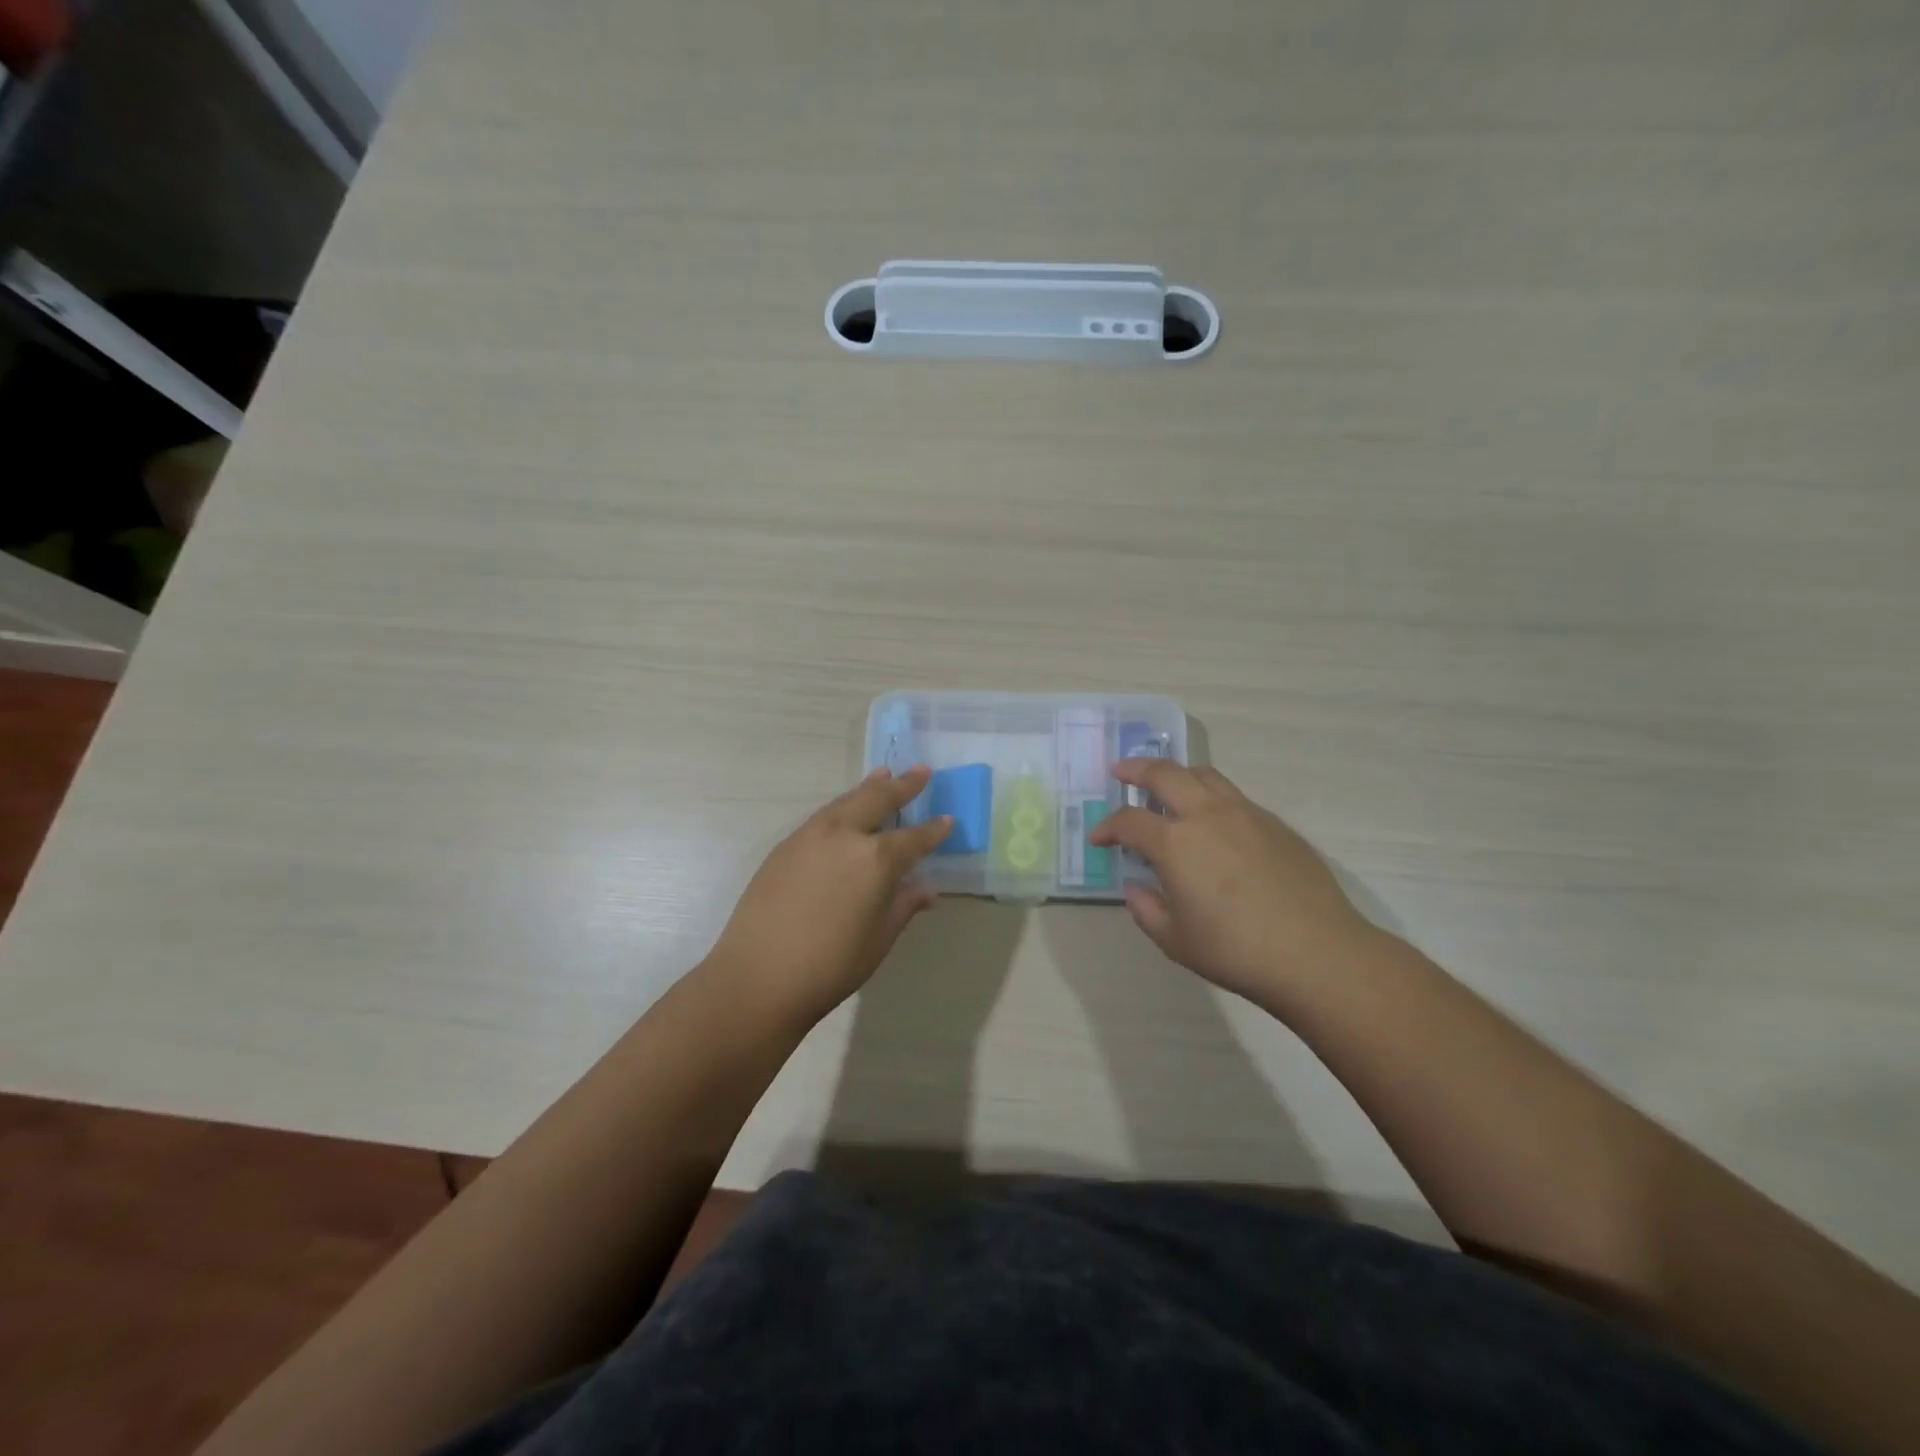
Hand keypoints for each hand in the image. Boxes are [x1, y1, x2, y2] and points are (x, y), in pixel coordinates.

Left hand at [708, 767, 951, 1026]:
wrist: (758, 976)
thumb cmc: (830, 966)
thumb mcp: (879, 939)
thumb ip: (903, 905)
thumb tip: (926, 889)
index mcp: (876, 860)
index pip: (914, 838)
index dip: (934, 830)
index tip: (947, 819)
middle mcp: (845, 835)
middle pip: (879, 799)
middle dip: (903, 785)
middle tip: (921, 772)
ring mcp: (811, 836)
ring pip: (847, 801)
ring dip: (869, 787)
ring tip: (883, 774)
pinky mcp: (786, 845)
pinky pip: (823, 815)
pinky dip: (843, 805)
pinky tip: (846, 811)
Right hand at [1088, 760, 1375, 1007]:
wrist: (1317, 954)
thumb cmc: (1236, 951)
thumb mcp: (1176, 941)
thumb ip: (1146, 910)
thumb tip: (1136, 888)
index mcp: (1176, 843)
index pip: (1129, 821)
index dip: (1108, 826)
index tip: (1099, 838)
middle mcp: (1207, 816)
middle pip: (1165, 774)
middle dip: (1136, 769)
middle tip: (1122, 772)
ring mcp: (1246, 814)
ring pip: (1205, 775)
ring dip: (1178, 775)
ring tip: (1168, 788)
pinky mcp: (1275, 824)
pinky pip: (1234, 797)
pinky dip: (1212, 798)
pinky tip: (1214, 825)